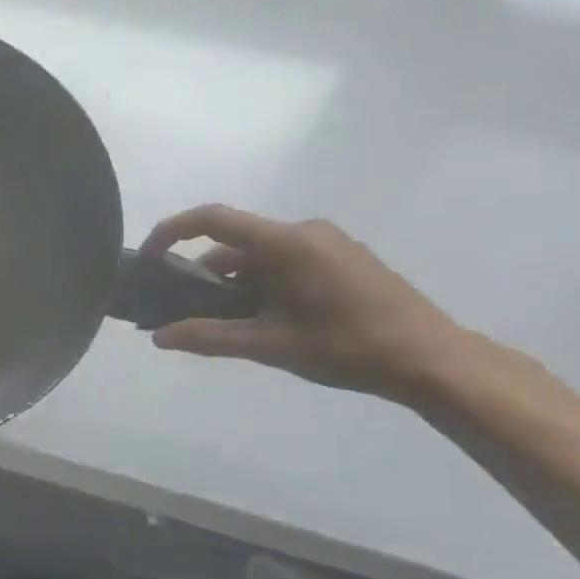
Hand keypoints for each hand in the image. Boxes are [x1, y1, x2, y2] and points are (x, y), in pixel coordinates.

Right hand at [140, 205, 468, 403]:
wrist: (432, 359)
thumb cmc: (347, 348)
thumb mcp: (270, 345)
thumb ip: (209, 337)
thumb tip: (159, 337)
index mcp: (286, 243)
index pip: (213, 219)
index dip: (171, 232)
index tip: (147, 258)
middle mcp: (304, 232)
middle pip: (234, 245)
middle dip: (204, 277)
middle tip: (185, 315)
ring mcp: (326, 243)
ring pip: (259, 257)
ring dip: (234, 286)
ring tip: (228, 328)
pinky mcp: (340, 258)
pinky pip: (283, 262)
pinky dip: (261, 285)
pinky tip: (265, 321)